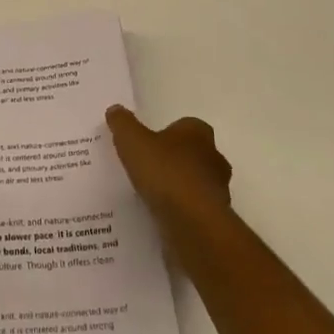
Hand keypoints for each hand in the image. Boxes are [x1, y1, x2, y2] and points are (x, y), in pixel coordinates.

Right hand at [105, 105, 232, 243]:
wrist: (193, 224)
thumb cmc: (165, 173)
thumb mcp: (132, 141)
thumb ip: (123, 124)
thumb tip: (115, 110)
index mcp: (198, 133)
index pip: (185, 126)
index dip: (166, 133)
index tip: (147, 144)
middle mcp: (214, 158)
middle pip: (192, 154)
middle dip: (173, 161)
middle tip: (146, 169)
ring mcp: (218, 190)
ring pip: (195, 183)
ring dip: (177, 188)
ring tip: (150, 196)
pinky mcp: (216, 219)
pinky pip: (194, 210)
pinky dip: (180, 212)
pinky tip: (160, 217)